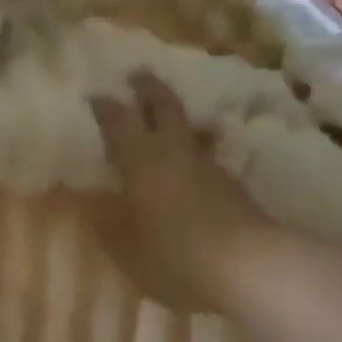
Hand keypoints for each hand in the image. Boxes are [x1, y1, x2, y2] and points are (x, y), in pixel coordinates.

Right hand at [89, 71, 271, 311]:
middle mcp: (175, 153)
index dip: (106, 108)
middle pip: (164, 107)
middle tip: (138, 75)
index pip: (120, 123)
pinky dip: (195, 152)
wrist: (249, 266)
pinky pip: (207, 157)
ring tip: (168, 119)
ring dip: (178, 119)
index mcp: (142, 162)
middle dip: (149, 89)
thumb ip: (109, 229)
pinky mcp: (233, 185)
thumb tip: (93, 210)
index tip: (96, 95)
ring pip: (191, 130)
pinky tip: (191, 168)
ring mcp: (209, 166)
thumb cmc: (176, 257)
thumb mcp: (129, 252)